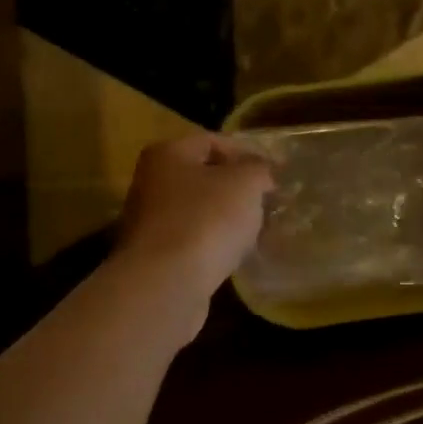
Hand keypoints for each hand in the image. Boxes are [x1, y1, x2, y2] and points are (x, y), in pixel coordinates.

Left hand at [115, 133, 273, 322]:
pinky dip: (213, 245)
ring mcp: (149, 222)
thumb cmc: (206, 219)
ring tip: (255, 231)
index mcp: (167, 154)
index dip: (246, 153)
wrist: (167, 283)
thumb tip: (261, 172)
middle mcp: (151, 183)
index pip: (211, 141)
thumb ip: (258, 169)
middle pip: (202, 177)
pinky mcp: (155, 257)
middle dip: (236, 189)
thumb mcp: (245, 183)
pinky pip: (192, 242)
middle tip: (267, 203)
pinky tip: (233, 256)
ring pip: (197, 212)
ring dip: (225, 219)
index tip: (273, 174)